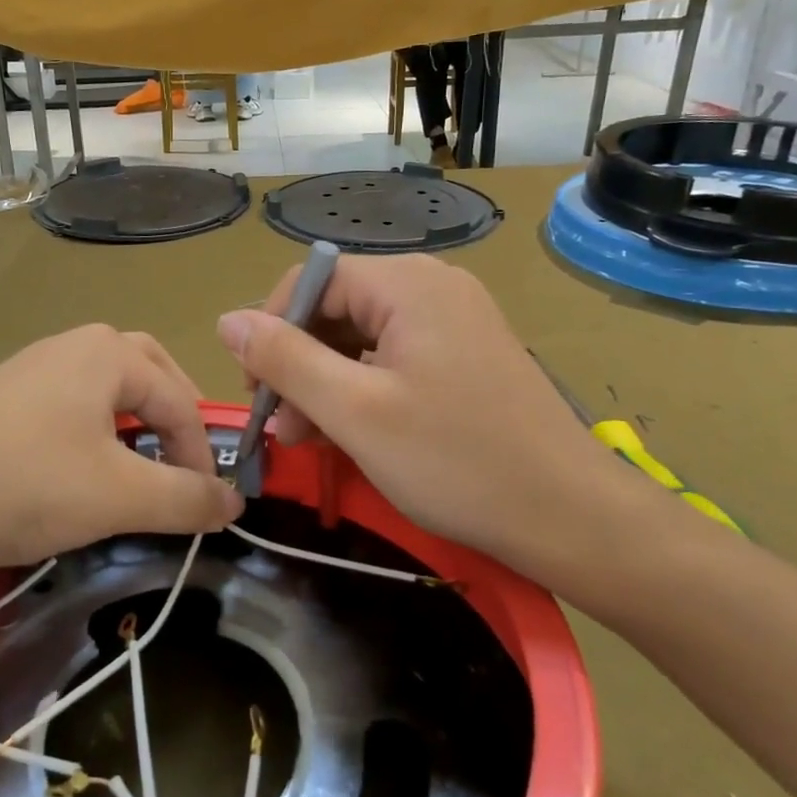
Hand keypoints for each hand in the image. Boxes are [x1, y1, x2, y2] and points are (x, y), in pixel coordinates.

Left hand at [0, 325, 243, 576]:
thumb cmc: (26, 486)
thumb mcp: (119, 496)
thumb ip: (186, 498)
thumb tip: (237, 503)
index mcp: (108, 352)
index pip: (180, 400)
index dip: (202, 454)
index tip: (207, 505)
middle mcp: (72, 344)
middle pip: (148, 373)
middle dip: (174, 417)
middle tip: (184, 463)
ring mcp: (32, 366)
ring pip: (106, 388)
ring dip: (134, 423)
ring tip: (139, 468)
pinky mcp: (2, 395)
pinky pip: (69, 403)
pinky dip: (95, 430)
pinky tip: (80, 469)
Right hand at [216, 254, 666, 602]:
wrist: (569, 515)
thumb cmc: (456, 461)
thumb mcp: (354, 411)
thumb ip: (285, 360)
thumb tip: (226, 320)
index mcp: (407, 284)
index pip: (310, 281)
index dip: (270, 331)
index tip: (257, 394)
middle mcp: (431, 286)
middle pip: (335, 309)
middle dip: (298, 364)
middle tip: (281, 429)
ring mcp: (453, 319)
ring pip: (361, 337)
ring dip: (325, 383)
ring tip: (308, 440)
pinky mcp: (464, 353)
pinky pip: (392, 357)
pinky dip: (362, 390)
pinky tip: (349, 433)